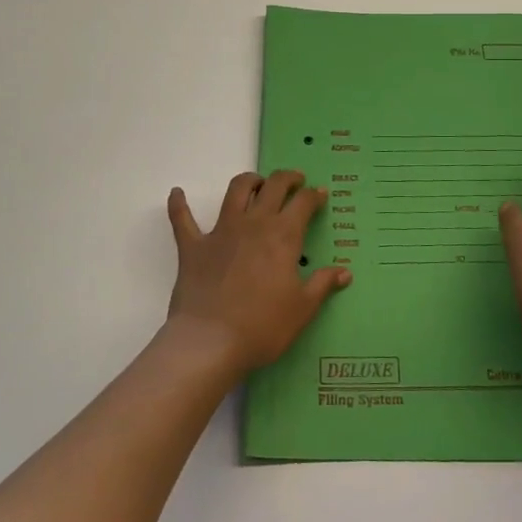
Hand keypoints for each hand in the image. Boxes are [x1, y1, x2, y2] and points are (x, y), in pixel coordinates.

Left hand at [165, 170, 352, 377]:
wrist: (210, 342)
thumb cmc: (263, 327)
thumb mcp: (302, 309)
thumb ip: (322, 285)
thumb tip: (345, 272)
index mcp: (283, 236)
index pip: (303, 203)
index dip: (314, 195)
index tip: (320, 194)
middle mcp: (253, 224)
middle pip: (272, 186)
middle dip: (287, 178)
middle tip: (295, 181)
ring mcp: (220, 232)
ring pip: (235, 191)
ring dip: (248, 181)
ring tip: (256, 183)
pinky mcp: (193, 246)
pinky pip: (182, 219)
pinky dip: (179, 204)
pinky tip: (177, 193)